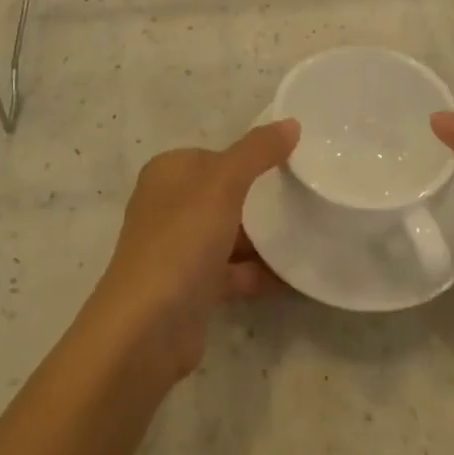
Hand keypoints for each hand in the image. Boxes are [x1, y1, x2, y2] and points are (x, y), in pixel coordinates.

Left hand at [92, 120, 298, 380]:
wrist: (146, 331)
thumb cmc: (181, 241)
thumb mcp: (224, 183)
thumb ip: (258, 151)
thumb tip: (291, 123)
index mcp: (168, 173)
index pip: (216, 155)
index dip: (250, 158)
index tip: (290, 166)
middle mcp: (168, 206)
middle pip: (223, 194)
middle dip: (259, 200)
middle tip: (304, 199)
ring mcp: (177, 249)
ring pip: (229, 234)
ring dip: (263, 238)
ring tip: (308, 234)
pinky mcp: (190, 288)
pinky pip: (231, 271)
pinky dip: (258, 272)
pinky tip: (293, 277)